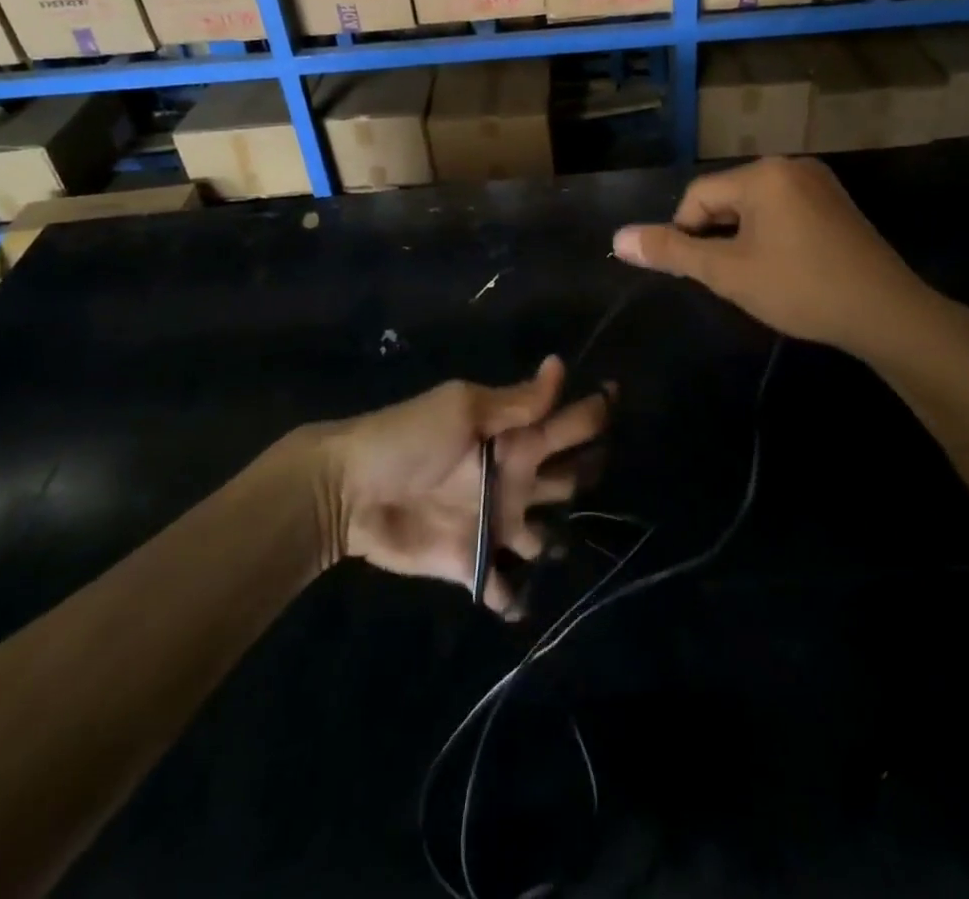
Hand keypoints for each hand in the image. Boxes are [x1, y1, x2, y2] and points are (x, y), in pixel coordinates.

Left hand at [322, 357, 608, 613]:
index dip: (594, 412)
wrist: (349, 491)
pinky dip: (513, 597)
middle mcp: (515, 479)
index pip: (567, 423)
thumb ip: (515, 402)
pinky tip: (522, 602)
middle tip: (602, 477)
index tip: (619, 400)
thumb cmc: (409, 439)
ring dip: (557, 544)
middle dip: (588, 477)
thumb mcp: (463, 409)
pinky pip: (501, 585)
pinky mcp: (471, 563)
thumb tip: (561, 365)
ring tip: (570, 550)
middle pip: (568, 480)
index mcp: (515, 439)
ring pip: (545, 537)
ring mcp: (496, 523)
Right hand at [611, 157, 961, 372]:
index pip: (698, 196)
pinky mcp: (836, 204)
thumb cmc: (800, 288)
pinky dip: (772, 236)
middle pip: (727, 198)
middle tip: (732, 279)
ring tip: (758, 278)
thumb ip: (672, 252)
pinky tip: (785, 269)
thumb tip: (617, 238)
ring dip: (743, 239)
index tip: (702, 273)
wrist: (887, 313)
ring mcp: (819, 183)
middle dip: (719, 237)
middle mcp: (790, 166)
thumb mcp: (727, 273)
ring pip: (755, 207)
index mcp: (762, 174)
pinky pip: (784, 212)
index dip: (687, 235)